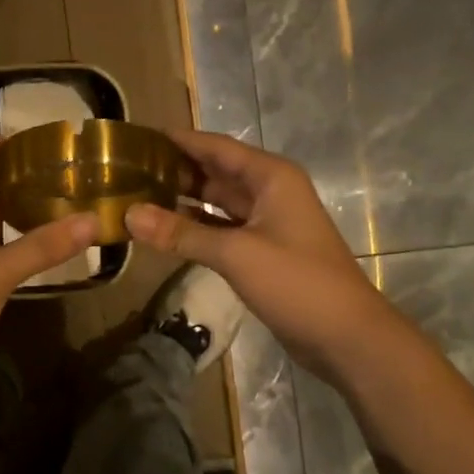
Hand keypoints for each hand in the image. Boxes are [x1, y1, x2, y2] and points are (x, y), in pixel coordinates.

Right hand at [124, 130, 374, 377]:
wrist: (346, 336)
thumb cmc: (296, 282)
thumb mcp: (235, 253)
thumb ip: (180, 233)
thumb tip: (129, 214)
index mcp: (270, 177)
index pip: (216, 147)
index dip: (179, 140)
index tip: (139, 137)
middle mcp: (268, 192)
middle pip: (215, 172)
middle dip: (175, 170)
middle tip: (127, 170)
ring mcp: (266, 223)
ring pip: (216, 202)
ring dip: (182, 200)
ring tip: (137, 196)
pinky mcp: (261, 251)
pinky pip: (220, 229)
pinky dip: (194, 228)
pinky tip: (163, 231)